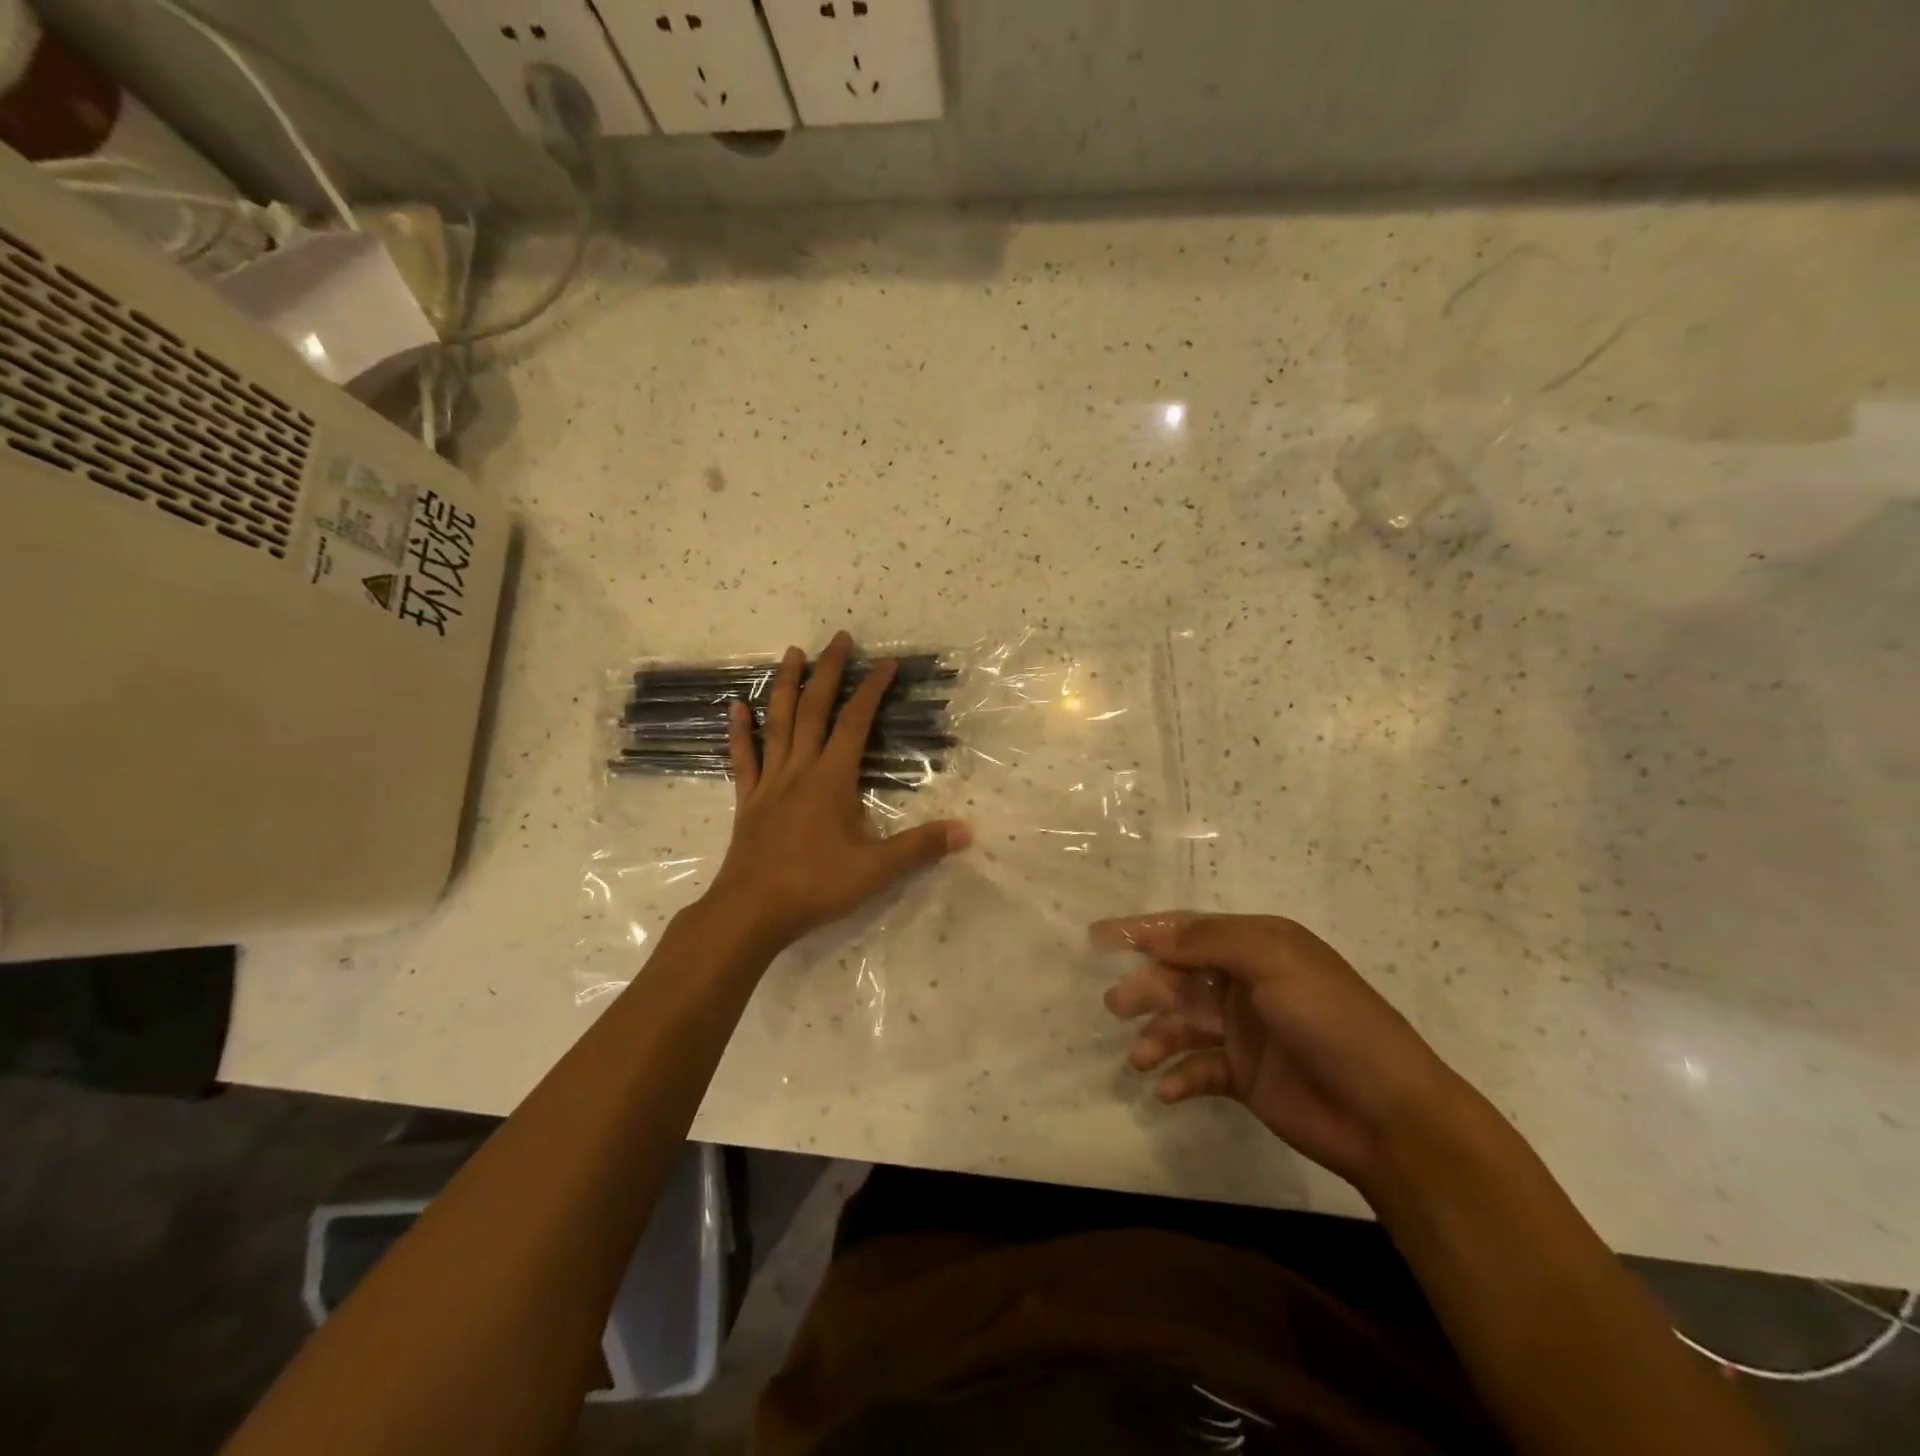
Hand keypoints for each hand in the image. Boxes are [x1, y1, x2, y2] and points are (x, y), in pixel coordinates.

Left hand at [704, 631, 970, 947]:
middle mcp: (799, 770)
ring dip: (786, 686)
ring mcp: (769, 782)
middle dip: (829, 671)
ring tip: (792, 653)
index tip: (887, 663)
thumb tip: (967, 830)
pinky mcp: (748, 800)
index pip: (855, 723)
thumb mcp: (876, 870)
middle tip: (839, 638)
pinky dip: (740, 731)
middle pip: (814, 710)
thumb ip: (920, 847)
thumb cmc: (815, 887)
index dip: (872, 690)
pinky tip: (736, 706)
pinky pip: (744, 758)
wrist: (751, 912)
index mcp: (832, 780)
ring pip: (777, 724)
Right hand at [1096, 911, 1468, 1196]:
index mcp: (1258, 946)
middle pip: (1179, 978)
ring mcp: (1245, 1031)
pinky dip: (1179, 1076)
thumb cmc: (1332, 1023)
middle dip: (1146, 988)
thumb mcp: (1275, 962)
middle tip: (1116, 1006)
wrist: (1389, 1115)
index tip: (1099, 938)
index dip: (1145, 932)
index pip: (1190, 930)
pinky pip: (1199, 1069)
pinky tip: (1166, 1090)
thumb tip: (1156, 939)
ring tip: (1137, 1057)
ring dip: (1157, 1036)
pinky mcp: (1245, 1076)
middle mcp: (1247, 983)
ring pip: (1184, 1024)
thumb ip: (1211, 942)